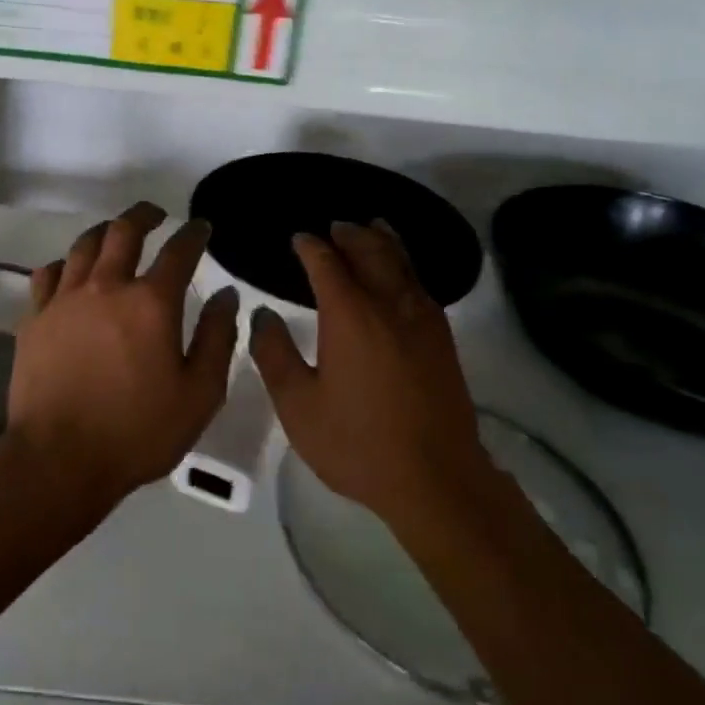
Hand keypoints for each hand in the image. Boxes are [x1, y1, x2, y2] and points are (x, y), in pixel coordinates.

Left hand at [10, 202, 239, 500]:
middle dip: (145, 215)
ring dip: (105, 231)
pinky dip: (65, 264)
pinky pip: (48, 273)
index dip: (194, 234)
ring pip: (84, 245)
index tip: (202, 228)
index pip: (179, 251)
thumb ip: (218, 338)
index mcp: (151, 303)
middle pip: (124, 231)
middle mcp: (107, 287)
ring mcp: (64, 299)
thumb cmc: (138, 431)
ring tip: (116, 233)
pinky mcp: (35, 318)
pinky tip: (71, 272)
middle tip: (157, 214)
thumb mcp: (199, 394)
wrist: (58, 459)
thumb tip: (226, 294)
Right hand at [250, 221, 484, 524]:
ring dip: (383, 241)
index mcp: (350, 316)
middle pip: (370, 252)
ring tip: (371, 227)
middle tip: (334, 226)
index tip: (298, 238)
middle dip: (350, 235)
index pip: (327, 264)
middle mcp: (389, 305)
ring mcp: (421, 319)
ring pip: (402, 263)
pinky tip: (401, 272)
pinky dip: (406, 264)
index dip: (310, 247)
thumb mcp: (298, 405)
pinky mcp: (442, 338)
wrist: (436, 478)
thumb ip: (275, 354)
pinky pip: (421, 283)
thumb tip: (263, 315)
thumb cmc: (357, 443)